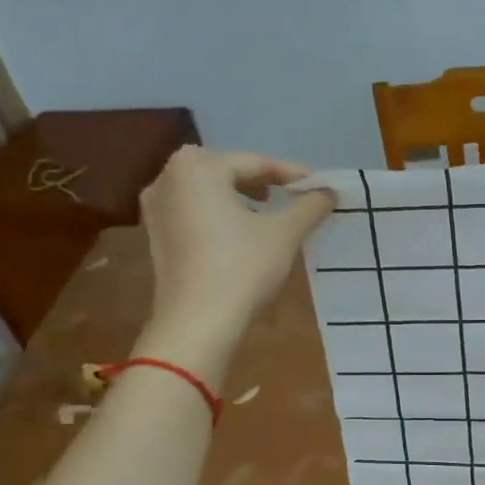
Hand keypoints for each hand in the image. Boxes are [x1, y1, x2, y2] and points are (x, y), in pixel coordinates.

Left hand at [136, 148, 333, 375]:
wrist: (198, 322)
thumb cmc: (242, 267)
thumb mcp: (285, 233)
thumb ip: (309, 206)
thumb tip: (329, 192)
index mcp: (197, 167)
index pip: (254, 162)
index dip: (291, 174)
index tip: (318, 185)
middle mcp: (168, 178)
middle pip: (226, 172)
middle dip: (261, 182)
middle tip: (292, 196)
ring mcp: (156, 208)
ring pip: (208, 192)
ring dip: (240, 199)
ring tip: (269, 215)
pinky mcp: (156, 237)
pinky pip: (194, 213)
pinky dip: (220, 216)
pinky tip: (241, 235)